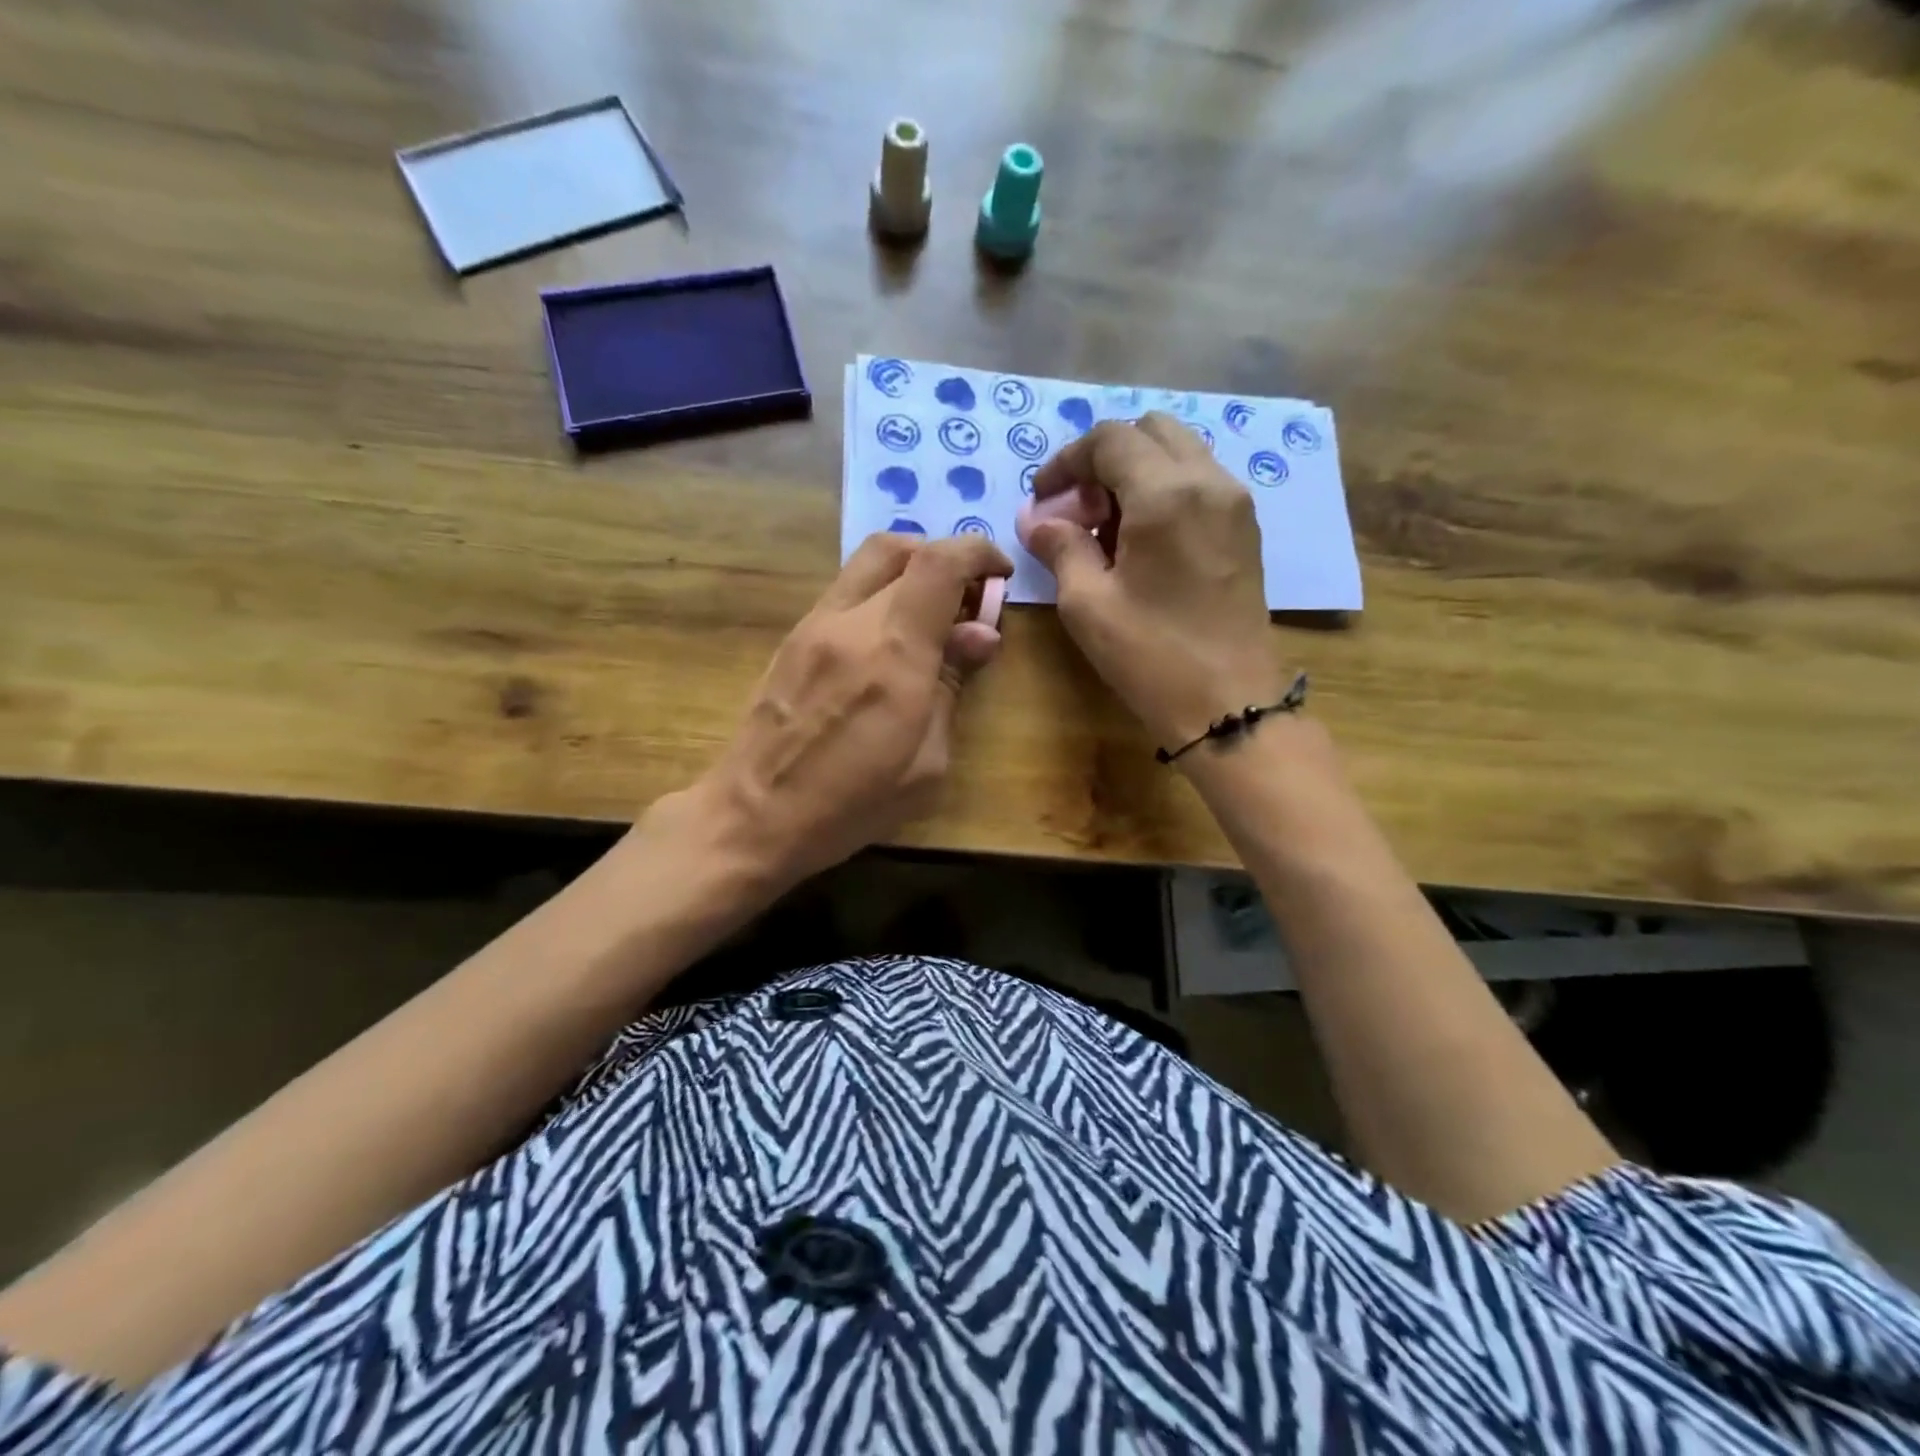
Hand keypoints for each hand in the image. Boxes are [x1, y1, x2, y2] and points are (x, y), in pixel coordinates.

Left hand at [669, 532, 1011, 895]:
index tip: (1000, 575)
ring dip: (910, 572)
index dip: (978, 553)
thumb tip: (980, 633)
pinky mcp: (792, 639)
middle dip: (946, 559)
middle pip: (901, 548)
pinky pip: (845, 592)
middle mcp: (851, 621)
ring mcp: (814, 625)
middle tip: (967, 598)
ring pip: (867, 562)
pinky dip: (880, 594)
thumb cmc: (851, 804)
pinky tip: (889, 641)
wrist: (752, 817)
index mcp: (894, 652)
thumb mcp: (926, 763)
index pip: (940, 563)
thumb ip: (952, 687)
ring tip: (931, 618)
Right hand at [1020, 413, 1289, 751]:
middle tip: (1078, 509)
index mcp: (1166, 494)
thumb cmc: (1151, 656)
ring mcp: (1235, 504)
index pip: (1110, 440)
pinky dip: (1164, 490)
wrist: (1228, 704)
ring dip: (1136, 473)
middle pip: (1150, 432)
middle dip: (1104, 459)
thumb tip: (1039, 520)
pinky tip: (1142, 540)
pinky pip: (1200, 482)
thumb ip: (1060, 548)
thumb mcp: (1088, 604)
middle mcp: (1209, 482)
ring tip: (1107, 527)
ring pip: (1179, 453)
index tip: (1042, 498)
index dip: (1067, 461)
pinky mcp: (1246, 530)